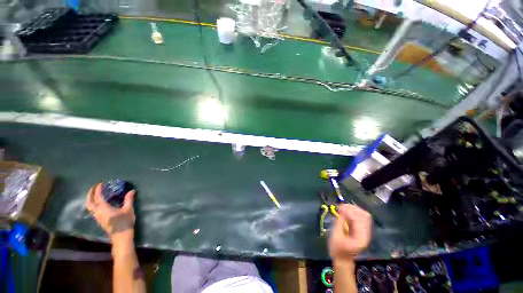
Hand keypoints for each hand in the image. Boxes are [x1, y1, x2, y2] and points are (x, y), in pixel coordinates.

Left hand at [85, 182, 135, 244]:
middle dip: (90, 194)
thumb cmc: (124, 222)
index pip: (98, 196)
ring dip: (90, 199)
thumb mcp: (128, 209)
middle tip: (94, 188)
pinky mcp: (99, 220)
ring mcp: (97, 217)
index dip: (99, 189)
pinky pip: (93, 210)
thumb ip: (129, 199)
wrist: (121, 236)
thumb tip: (132, 190)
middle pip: (89, 202)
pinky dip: (93, 204)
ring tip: (95, 194)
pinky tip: (99, 203)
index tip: (102, 183)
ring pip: (89, 207)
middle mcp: (97, 212)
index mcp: (103, 208)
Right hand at [329, 204, 371, 262]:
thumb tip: (341, 210)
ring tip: (343, 207)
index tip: (339, 207)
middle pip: (364, 216)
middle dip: (353, 208)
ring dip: (353, 209)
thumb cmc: (337, 250)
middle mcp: (366, 234)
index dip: (349, 211)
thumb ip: (339, 223)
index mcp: (361, 237)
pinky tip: (345, 211)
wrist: (343, 260)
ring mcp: (365, 232)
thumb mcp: (336, 236)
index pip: (358, 220)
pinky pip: (360, 218)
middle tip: (341, 206)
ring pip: (363, 215)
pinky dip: (353, 212)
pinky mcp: (362, 230)